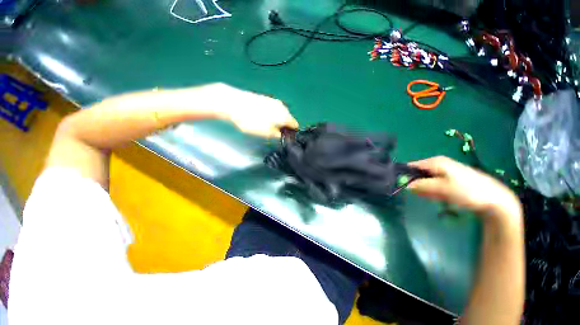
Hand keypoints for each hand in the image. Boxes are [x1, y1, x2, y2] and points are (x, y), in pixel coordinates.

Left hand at [196, 83, 298, 137]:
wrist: (233, 103)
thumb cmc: (251, 120)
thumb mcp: (265, 133)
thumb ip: (277, 135)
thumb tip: (282, 135)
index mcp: (285, 115)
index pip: (295, 125)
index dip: (291, 133)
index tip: (285, 137)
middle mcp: (282, 106)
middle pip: (288, 119)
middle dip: (284, 126)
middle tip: (274, 133)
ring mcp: (274, 101)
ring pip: (280, 114)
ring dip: (277, 121)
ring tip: (266, 126)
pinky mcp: (266, 98)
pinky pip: (273, 109)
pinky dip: (271, 115)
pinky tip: (261, 118)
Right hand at [408, 156, 521, 220]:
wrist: (495, 199)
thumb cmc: (467, 191)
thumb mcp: (442, 188)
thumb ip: (421, 185)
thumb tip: (405, 185)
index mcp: (435, 162)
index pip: (412, 166)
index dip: (406, 176)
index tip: (403, 187)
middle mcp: (438, 164)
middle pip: (419, 173)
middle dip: (417, 185)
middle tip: (421, 195)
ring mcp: (445, 171)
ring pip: (427, 180)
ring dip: (426, 190)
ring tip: (434, 198)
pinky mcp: (451, 179)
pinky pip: (435, 184)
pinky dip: (434, 191)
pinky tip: (439, 198)